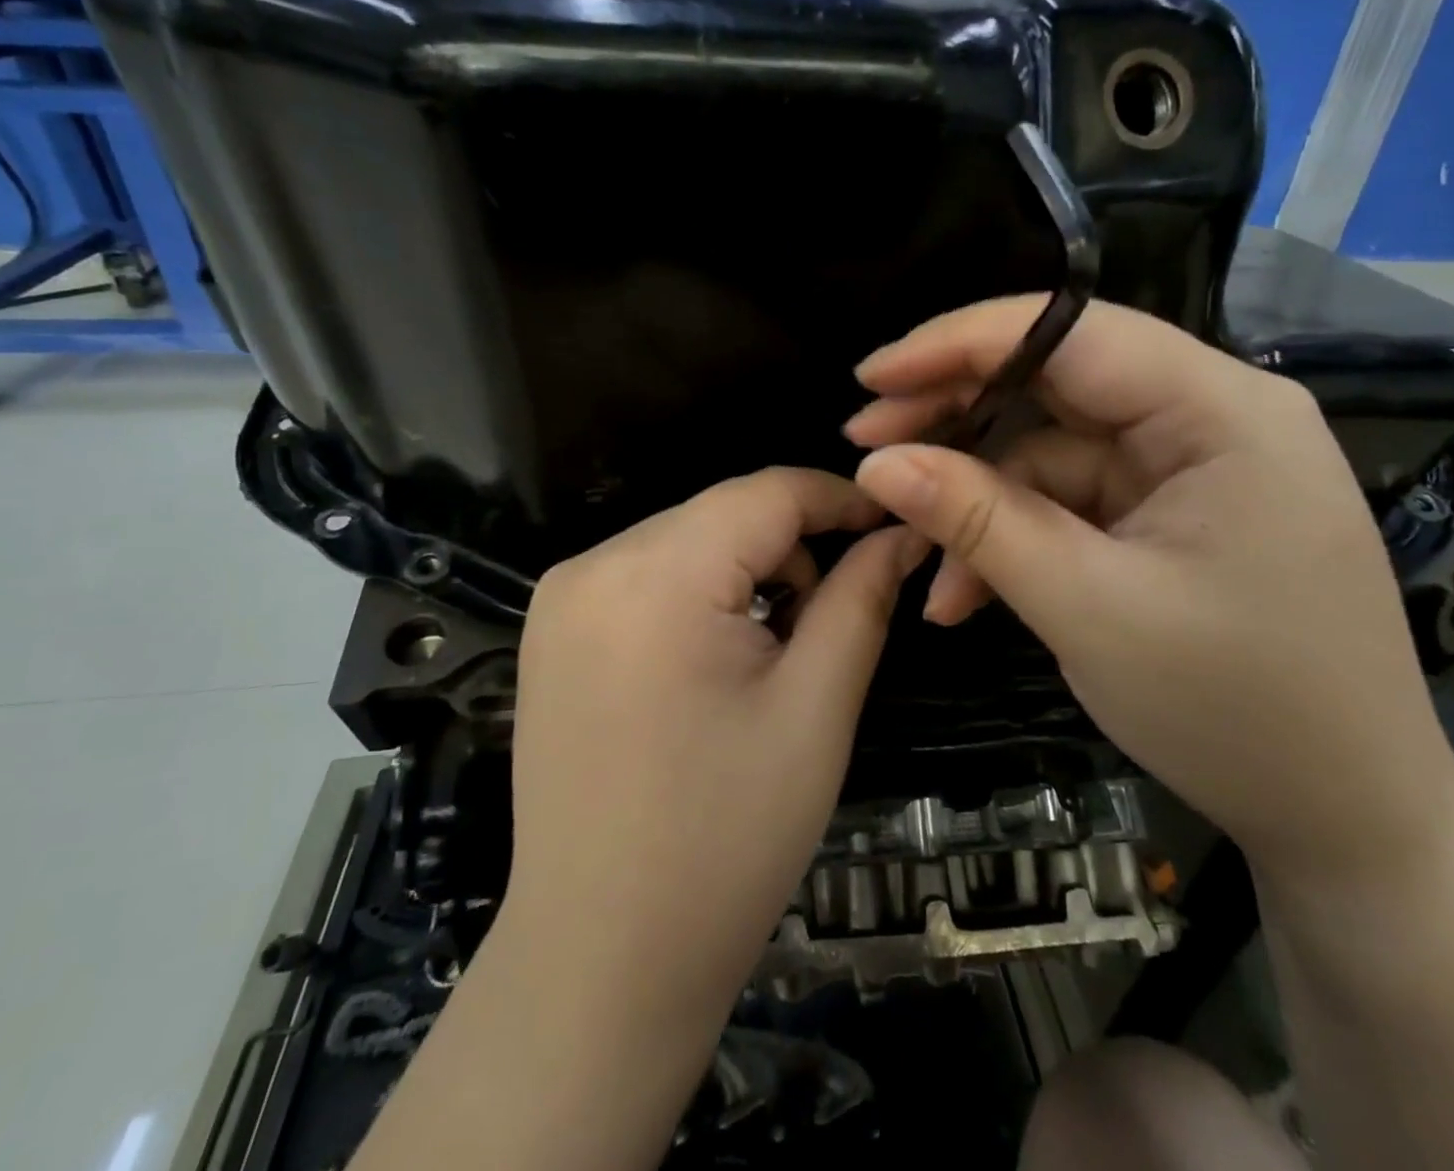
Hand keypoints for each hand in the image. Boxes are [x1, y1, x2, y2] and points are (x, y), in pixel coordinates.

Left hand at [504, 467, 925, 1024]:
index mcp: (655, 576)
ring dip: (747, 569)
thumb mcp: (815, 708)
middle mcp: (593, 565)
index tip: (896, 526)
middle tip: (839, 610)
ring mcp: (561, 598)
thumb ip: (862, 598)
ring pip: (688, 540)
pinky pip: (648, 575)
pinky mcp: (552, 631)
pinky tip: (720, 655)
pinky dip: (700, 591)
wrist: (600, 963)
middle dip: (795, 544)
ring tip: (781, 644)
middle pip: (724, 513)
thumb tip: (901, 534)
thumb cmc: (725, 842)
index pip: (767, 491)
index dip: (842, 499)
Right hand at [846, 298, 1453, 880]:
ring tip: (911, 556)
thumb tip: (877, 463)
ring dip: (977, 501)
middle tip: (867, 448)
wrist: (1347, 822)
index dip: (959, 343)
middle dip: (956, 418)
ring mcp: (1190, 467)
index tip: (871, 375)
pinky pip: (1070, 501)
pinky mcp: (1170, 514)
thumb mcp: (1086, 608)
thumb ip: (977, 522)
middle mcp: (1210, 416)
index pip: (1071, 332)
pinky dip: (1013, 539)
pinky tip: (962, 594)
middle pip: (1056, 382)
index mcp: (1222, 410)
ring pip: (1051, 450)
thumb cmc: (1235, 712)